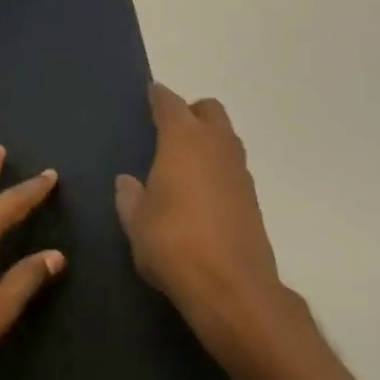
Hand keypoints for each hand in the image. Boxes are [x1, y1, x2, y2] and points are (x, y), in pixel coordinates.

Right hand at [115, 83, 283, 336]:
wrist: (230, 285)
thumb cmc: (172, 244)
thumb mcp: (136, 222)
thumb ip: (130, 196)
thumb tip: (128, 181)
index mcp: (183, 142)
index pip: (170, 105)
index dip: (159, 97)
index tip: (151, 93)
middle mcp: (216, 146)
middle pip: (209, 111)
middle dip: (190, 112)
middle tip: (168, 128)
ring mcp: (239, 171)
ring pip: (226, 137)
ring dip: (207, 138)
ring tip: (182, 160)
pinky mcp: (251, 197)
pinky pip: (231, 166)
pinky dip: (216, 166)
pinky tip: (199, 190)